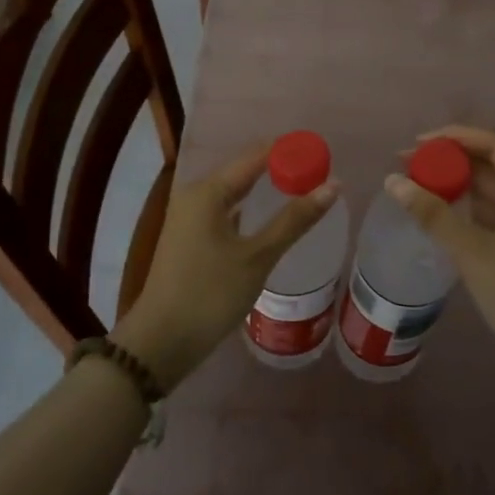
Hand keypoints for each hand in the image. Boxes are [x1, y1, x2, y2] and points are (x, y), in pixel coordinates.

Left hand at [113, 141, 338, 391]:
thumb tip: (334, 185)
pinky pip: (226, 211)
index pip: (256, 156)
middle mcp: (195, 195)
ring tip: (302, 188)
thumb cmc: (210, 294)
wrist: (161, 342)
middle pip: (245, 171)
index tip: (322, 152)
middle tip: (319, 171)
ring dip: (265, 190)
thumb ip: (295, 219)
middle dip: (280, 168)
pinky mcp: (190, 238)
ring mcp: (189, 217)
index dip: (289, 151)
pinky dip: (250, 210)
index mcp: (207, 191)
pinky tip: (269, 218)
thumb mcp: (258, 257)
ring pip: (234, 192)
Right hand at [385, 126, 494, 397]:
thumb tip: (393, 182)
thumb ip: (433, 215)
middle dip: (447, 160)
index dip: (456, 137)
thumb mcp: (473, 251)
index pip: (493, 146)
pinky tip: (431, 213)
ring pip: (482, 192)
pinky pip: (481, 216)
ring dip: (450, 184)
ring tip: (411, 184)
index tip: (417, 142)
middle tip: (405, 164)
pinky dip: (457, 210)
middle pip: (487, 166)